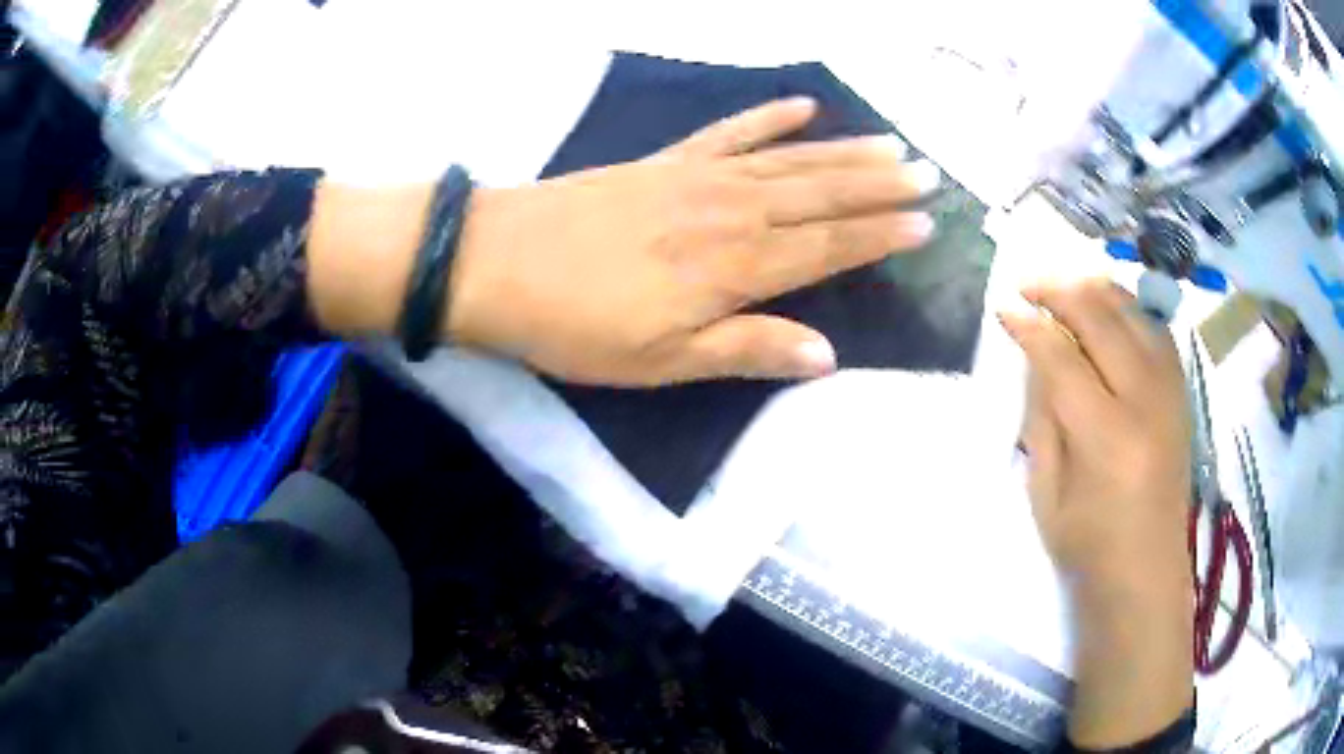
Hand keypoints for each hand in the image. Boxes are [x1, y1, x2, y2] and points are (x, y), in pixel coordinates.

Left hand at [446, 98, 937, 384]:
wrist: (496, 262)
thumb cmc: (576, 326)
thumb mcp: (662, 362)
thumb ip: (747, 350)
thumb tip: (826, 354)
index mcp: (735, 268)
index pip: (828, 248)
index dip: (879, 235)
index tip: (924, 224)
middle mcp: (731, 212)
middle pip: (821, 194)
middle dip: (879, 184)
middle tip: (928, 172)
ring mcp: (697, 177)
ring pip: (789, 160)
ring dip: (845, 151)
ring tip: (891, 144)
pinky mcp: (665, 161)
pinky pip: (729, 132)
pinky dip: (768, 117)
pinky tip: (800, 105)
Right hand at [998, 279, 1192, 747]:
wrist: (1146, 571)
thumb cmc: (1087, 545)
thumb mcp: (1045, 492)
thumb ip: (1042, 417)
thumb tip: (1036, 357)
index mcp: (1106, 437)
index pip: (1062, 357)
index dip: (1029, 326)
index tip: (1003, 307)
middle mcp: (1145, 402)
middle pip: (1101, 318)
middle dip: (1059, 290)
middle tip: (1028, 284)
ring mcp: (1170, 392)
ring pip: (1133, 312)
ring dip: (1095, 290)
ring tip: (1065, 287)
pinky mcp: (1181, 393)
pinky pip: (1156, 329)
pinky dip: (1128, 310)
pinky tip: (1109, 311)